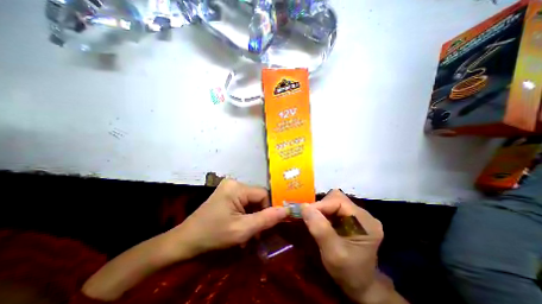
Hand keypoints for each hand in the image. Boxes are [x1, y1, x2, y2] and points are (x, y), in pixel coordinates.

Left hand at [169, 179, 286, 259]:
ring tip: (246, 232)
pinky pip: (244, 202)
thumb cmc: (213, 235)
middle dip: (258, 215)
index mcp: (237, 187)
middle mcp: (234, 183)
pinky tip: (240, 225)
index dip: (266, 210)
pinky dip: (245, 214)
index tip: (262, 227)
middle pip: (257, 197)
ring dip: (252, 216)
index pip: (263, 194)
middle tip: (254, 233)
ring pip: (251, 201)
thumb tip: (287, 210)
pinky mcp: (227, 193)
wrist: (186, 241)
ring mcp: (229, 187)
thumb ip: (266, 219)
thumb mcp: (242, 230)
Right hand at [301, 190, 384, 300]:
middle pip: (337, 198)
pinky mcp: (352, 218)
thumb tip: (304, 206)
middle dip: (321, 206)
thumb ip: (320, 229)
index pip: (339, 201)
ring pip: (334, 201)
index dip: (321, 205)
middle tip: (311, 218)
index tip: (306, 213)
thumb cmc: (348, 272)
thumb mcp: (333, 253)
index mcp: (365, 222)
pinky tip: (322, 222)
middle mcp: (364, 215)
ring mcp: (358, 216)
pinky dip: (324, 212)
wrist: (360, 285)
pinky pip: (334, 208)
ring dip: (322, 209)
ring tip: (316, 221)